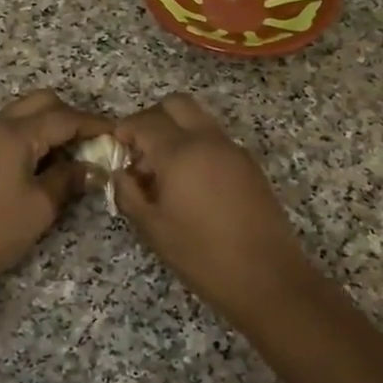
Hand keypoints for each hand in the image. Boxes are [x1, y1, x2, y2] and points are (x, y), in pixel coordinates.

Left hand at [0, 90, 108, 314]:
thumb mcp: (40, 207)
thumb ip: (69, 179)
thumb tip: (92, 168)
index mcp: (14, 133)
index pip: (64, 118)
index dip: (94, 125)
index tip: (118, 134)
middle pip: (40, 103)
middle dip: (69, 116)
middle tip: (91, 143)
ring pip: (21, 114)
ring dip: (47, 126)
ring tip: (68, 156)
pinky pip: (5, 131)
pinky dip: (28, 137)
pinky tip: (39, 165)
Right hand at [112, 93, 315, 317]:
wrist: (267, 277)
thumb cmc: (202, 255)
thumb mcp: (152, 229)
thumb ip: (128, 193)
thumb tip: (121, 173)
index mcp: (181, 153)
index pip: (145, 122)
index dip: (124, 130)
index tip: (116, 147)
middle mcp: (209, 140)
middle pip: (176, 105)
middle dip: (152, 119)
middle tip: (140, 150)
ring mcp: (234, 150)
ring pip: (199, 119)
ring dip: (176, 131)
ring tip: (164, 172)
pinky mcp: (250, 165)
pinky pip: (216, 140)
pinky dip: (197, 147)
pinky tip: (191, 184)